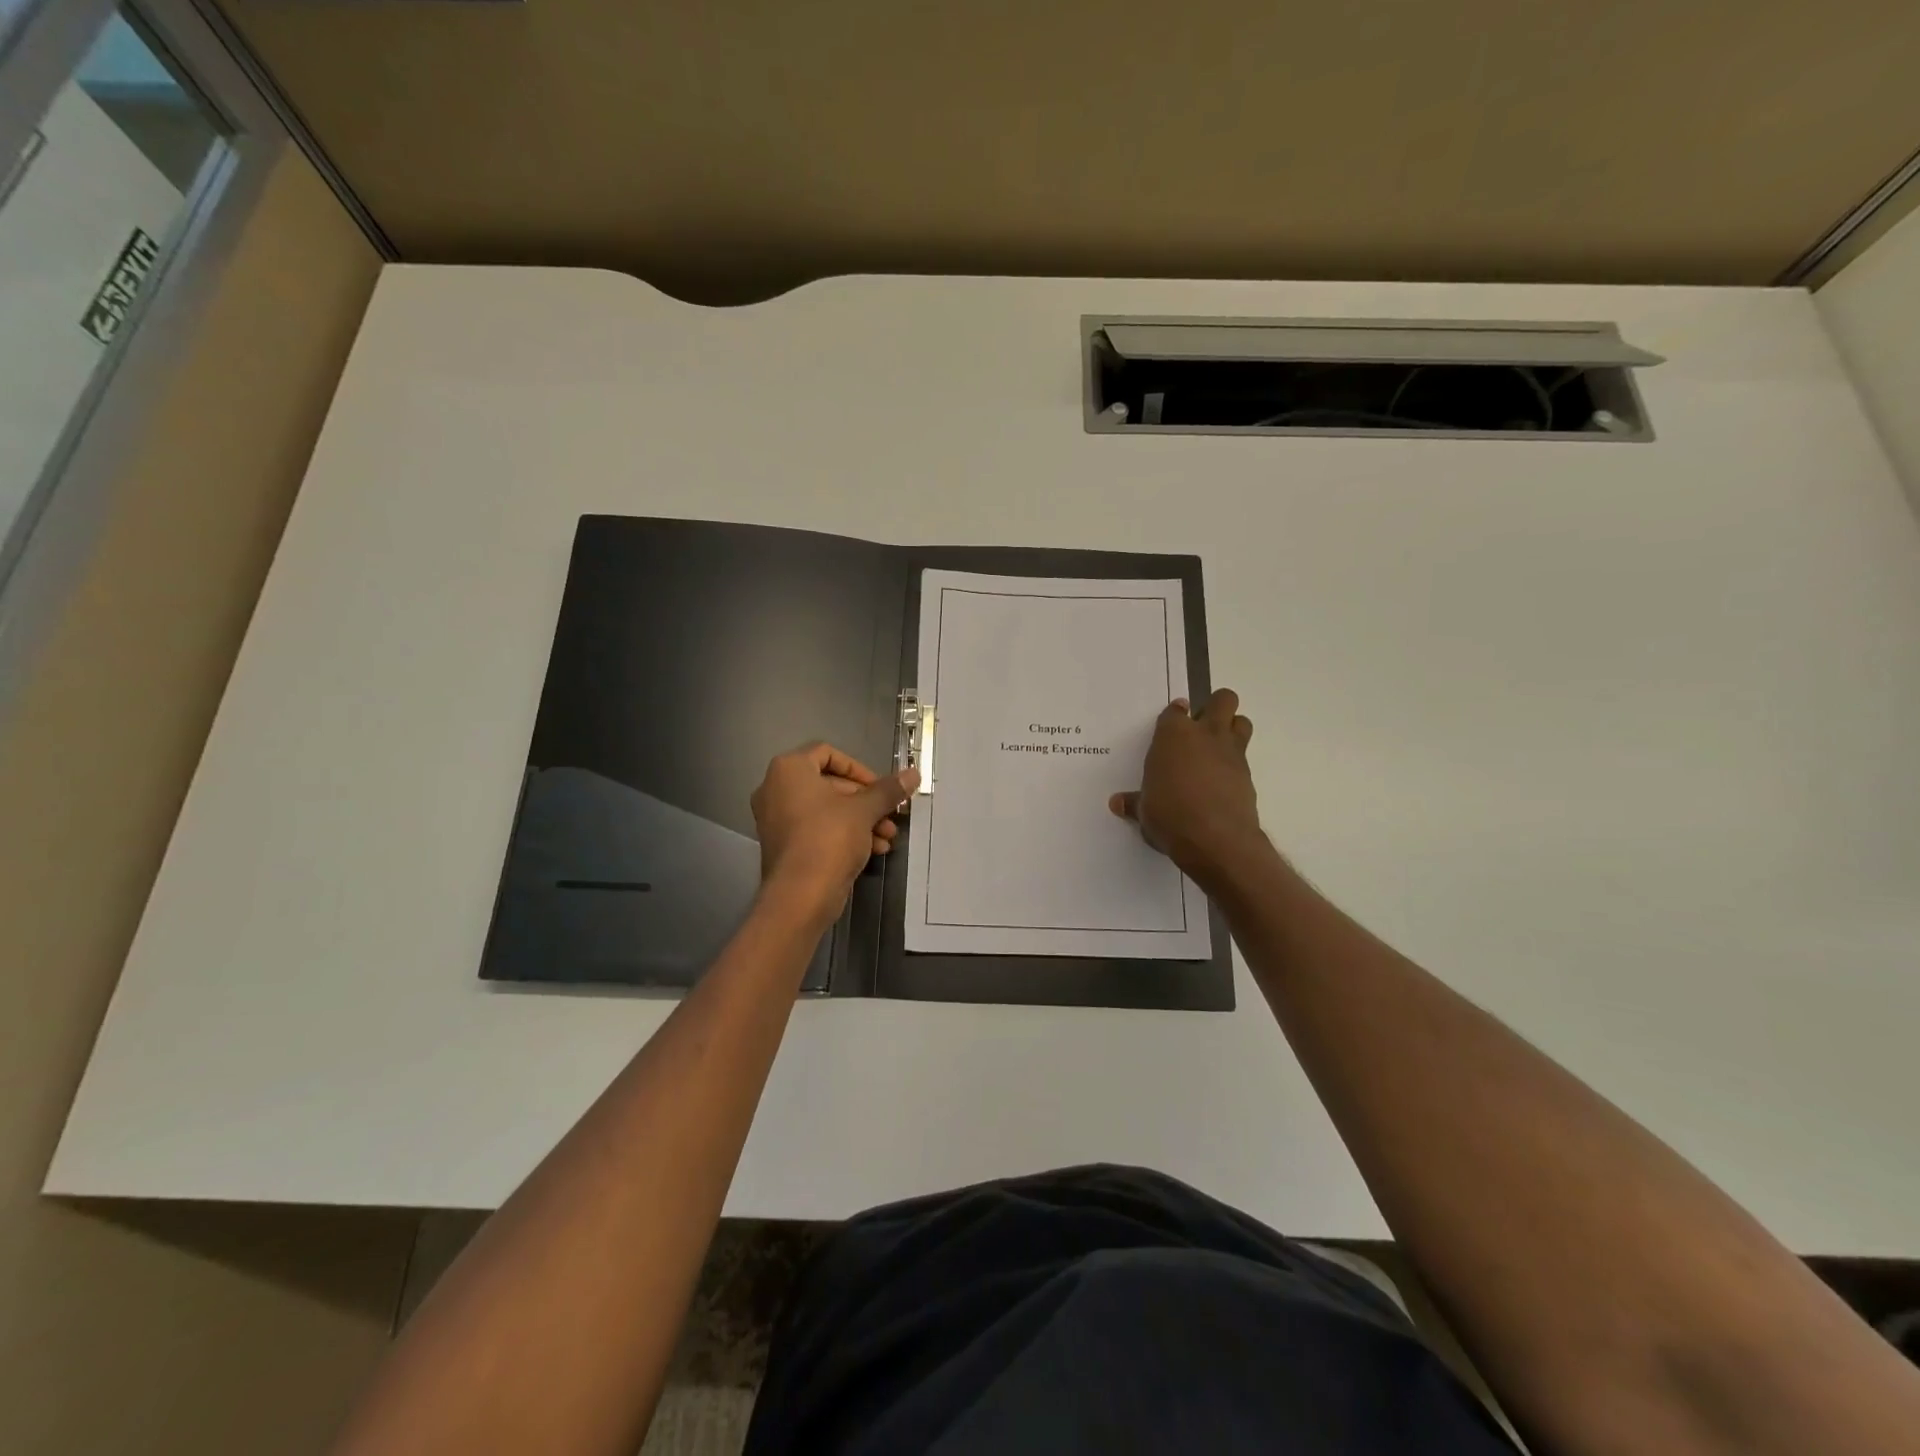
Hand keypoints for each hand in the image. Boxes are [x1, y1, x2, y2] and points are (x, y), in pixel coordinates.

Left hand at [750, 743, 918, 921]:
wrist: (800, 896)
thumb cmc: (829, 838)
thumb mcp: (864, 810)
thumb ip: (888, 790)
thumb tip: (913, 773)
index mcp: (789, 770)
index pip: (827, 753)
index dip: (859, 768)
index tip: (880, 787)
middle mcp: (776, 789)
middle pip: (830, 783)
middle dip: (865, 800)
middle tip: (890, 814)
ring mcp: (776, 819)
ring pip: (827, 810)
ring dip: (860, 819)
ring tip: (888, 836)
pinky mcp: (784, 845)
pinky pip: (817, 829)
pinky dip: (844, 834)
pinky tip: (873, 849)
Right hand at [1110, 689, 1264, 887]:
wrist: (1215, 839)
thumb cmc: (1169, 816)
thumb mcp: (1144, 811)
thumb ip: (1134, 802)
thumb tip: (1118, 803)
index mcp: (1173, 736)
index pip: (1175, 711)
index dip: (1174, 715)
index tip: (1171, 724)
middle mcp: (1205, 735)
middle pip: (1222, 700)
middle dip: (1215, 707)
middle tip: (1200, 728)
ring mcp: (1231, 753)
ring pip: (1241, 722)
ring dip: (1232, 728)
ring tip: (1215, 749)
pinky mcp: (1248, 775)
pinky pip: (1244, 757)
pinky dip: (1234, 764)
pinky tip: (1221, 782)